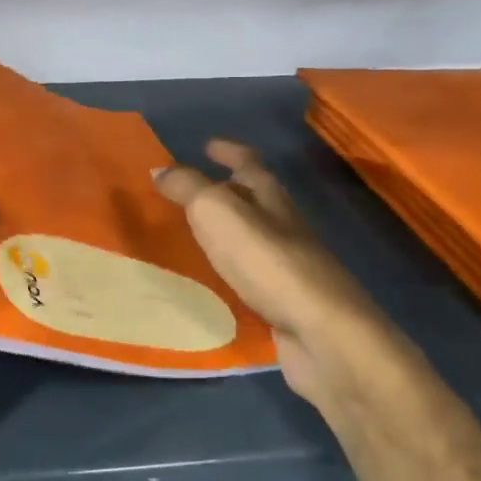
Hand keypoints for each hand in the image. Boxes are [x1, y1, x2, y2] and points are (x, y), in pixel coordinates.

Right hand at [154, 140, 378, 408]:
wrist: (321, 334)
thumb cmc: (267, 262)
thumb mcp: (217, 213)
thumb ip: (188, 188)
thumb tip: (159, 170)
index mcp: (272, 200)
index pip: (251, 164)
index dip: (230, 152)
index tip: (208, 145)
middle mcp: (286, 228)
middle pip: (258, 200)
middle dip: (229, 190)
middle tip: (193, 191)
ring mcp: (291, 268)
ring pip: (256, 238)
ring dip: (229, 230)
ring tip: (197, 232)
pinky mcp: (287, 304)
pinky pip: (253, 275)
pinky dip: (233, 269)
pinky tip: (216, 279)